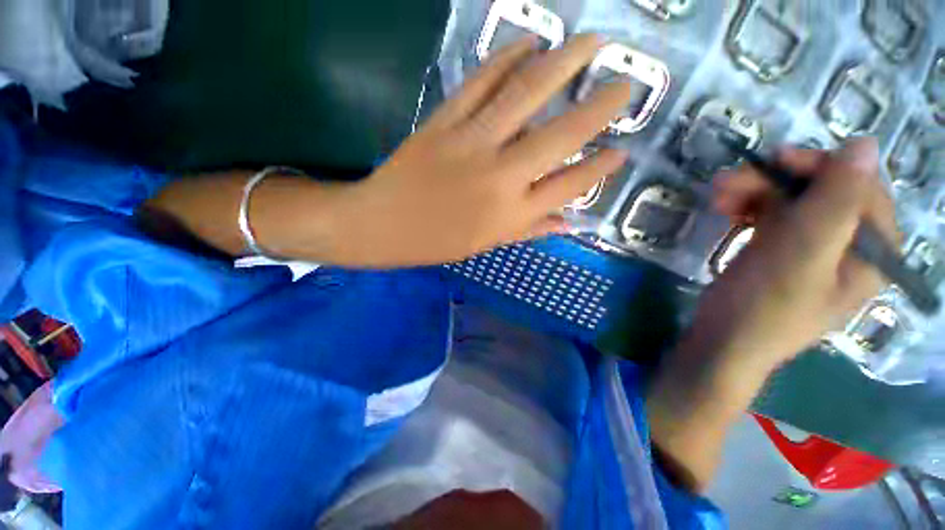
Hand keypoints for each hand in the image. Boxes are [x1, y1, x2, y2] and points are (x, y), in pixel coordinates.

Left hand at [311, 34, 630, 266]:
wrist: (381, 225)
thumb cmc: (435, 241)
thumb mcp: (485, 244)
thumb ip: (528, 230)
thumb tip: (567, 223)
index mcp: (509, 214)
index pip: (568, 187)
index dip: (598, 169)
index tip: (622, 151)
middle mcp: (499, 177)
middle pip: (559, 137)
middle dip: (599, 109)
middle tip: (627, 86)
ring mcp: (471, 143)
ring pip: (525, 96)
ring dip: (563, 64)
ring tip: (591, 43)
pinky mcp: (444, 121)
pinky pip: (481, 82)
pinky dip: (507, 57)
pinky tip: (529, 43)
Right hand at [701, 137, 896, 369]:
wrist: (721, 343)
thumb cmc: (763, 306)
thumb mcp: (802, 254)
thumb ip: (837, 202)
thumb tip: (866, 143)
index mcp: (872, 250)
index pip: (861, 187)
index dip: (820, 166)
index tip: (773, 160)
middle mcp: (849, 245)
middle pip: (822, 191)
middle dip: (774, 181)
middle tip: (726, 183)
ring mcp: (813, 249)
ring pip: (792, 201)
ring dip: (754, 192)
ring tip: (716, 198)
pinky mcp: (781, 252)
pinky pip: (773, 216)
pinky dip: (748, 208)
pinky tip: (725, 211)